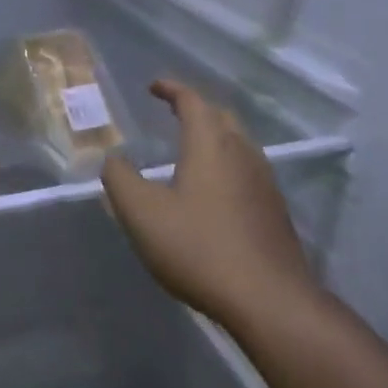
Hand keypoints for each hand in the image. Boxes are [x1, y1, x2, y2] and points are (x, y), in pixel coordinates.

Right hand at [101, 80, 315, 334]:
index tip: (153, 86)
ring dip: (214, 136)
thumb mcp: (142, 213)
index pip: (192, 101)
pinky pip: (247, 170)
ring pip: (238, 143)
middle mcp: (242, 153)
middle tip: (172, 112)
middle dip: (195, 109)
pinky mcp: (275, 211)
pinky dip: (226, 164)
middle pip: (221, 117)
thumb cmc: (199, 248)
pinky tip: (214, 190)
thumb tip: (112, 159)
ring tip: (191, 148)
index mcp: (210, 144)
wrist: (269, 300)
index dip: (172, 89)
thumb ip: (120, 179)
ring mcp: (264, 182)